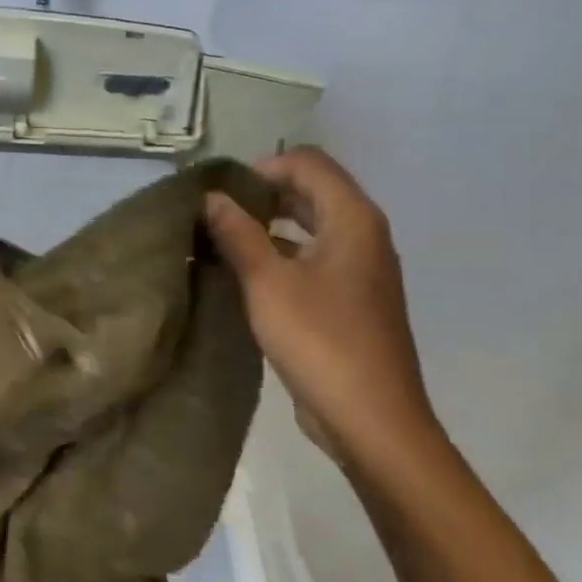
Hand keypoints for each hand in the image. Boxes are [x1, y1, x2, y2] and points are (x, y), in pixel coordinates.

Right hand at [204, 147, 441, 470]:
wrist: (370, 418)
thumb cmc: (320, 341)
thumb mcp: (267, 282)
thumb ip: (237, 234)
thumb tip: (210, 197)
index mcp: (353, 220)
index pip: (308, 163)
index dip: (261, 167)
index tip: (219, 193)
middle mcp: (363, 235)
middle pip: (311, 191)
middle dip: (261, 194)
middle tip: (213, 213)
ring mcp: (359, 269)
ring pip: (309, 225)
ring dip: (267, 225)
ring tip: (220, 239)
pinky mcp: (350, 299)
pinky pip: (311, 257)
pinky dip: (279, 253)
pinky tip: (242, 273)